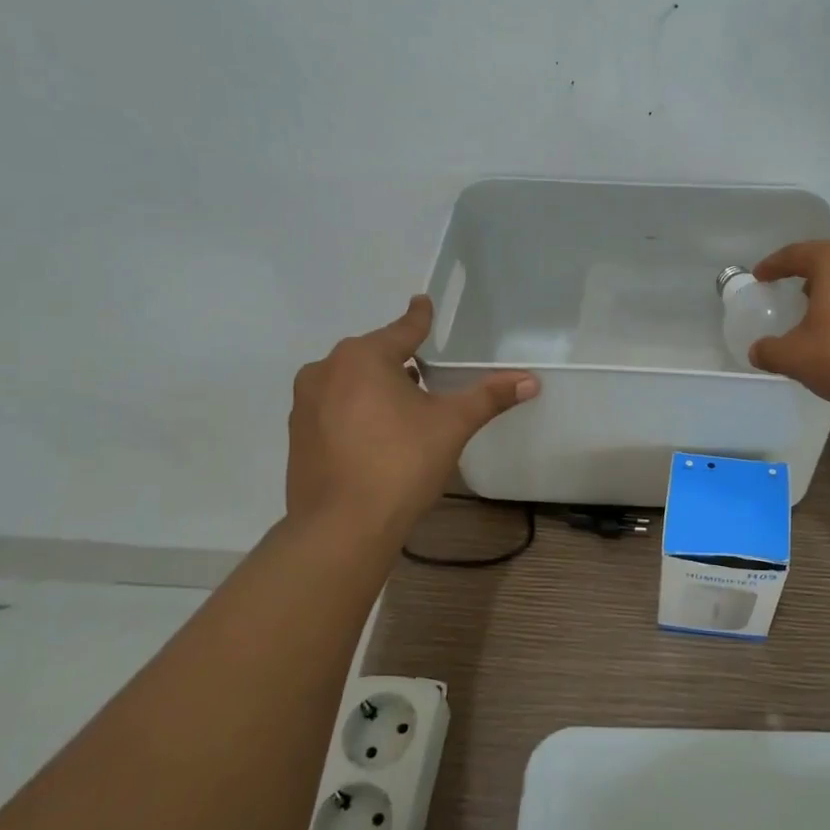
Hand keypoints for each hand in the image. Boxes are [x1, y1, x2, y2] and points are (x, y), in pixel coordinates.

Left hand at [286, 296, 537, 527]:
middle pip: (374, 355)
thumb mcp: (452, 425)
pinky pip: (333, 408)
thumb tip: (531, 380)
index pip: (403, 329)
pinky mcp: (298, 434)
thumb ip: (489, 397)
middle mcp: (327, 370)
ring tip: (403, 409)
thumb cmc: (401, 463)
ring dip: (375, 387)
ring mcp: (306, 403)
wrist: (342, 527)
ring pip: (350, 381)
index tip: (422, 302)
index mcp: (364, 357)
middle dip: (399, 360)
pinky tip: (375, 436)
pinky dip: (355, 411)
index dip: (419, 318)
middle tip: (426, 374)